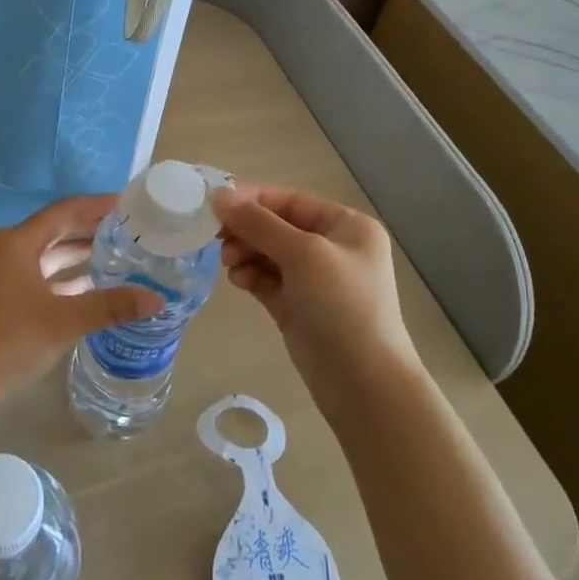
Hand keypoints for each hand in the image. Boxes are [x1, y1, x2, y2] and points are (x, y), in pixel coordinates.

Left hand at [0, 195, 162, 409]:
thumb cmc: (8, 342)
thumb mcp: (63, 322)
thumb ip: (111, 306)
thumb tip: (156, 298)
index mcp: (16, 243)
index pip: (63, 212)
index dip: (96, 206)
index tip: (126, 204)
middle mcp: (5, 251)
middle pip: (55, 230)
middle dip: (90, 228)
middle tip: (127, 228)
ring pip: (46, 255)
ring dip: (77, 254)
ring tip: (116, 253)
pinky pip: (38, 275)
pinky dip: (63, 277)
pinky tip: (90, 285)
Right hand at [210, 184, 421, 406]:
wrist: (363, 382)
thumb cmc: (342, 305)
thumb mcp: (302, 254)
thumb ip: (259, 224)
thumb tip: (219, 197)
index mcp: (346, 226)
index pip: (290, 201)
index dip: (252, 199)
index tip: (215, 204)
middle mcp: (332, 248)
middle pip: (276, 226)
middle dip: (246, 229)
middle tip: (216, 238)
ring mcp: (314, 280)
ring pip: (267, 253)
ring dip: (245, 252)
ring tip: (229, 262)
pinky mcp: (297, 307)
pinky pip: (266, 280)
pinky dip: (250, 275)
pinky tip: (238, 280)